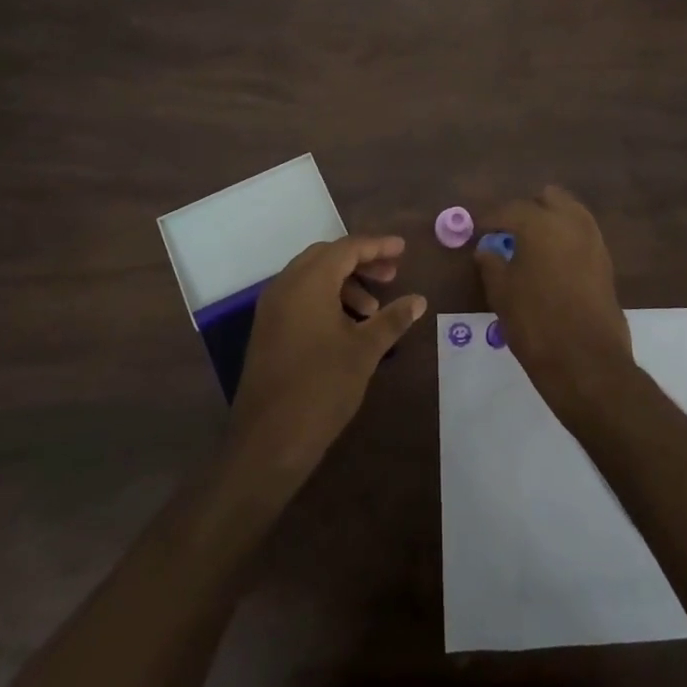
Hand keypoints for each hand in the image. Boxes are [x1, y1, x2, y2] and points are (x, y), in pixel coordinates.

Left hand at [230, 234, 426, 478]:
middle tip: (391, 275)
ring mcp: (271, 308)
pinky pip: (299, 296)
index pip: (346, 248)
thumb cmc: (322, 387)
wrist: (269, 440)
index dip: (377, 246)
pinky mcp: (267, 329)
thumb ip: (392, 319)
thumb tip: (419, 300)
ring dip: (344, 283)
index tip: (403, 249)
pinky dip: (325, 298)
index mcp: (308, 283)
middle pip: (327, 257)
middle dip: (361, 261)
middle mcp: (285, 285)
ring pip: (311, 277)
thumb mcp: (364, 351)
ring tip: (372, 310)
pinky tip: (347, 326)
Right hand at [476, 187, 635, 421]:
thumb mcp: (501, 293)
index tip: (477, 230)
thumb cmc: (535, 323)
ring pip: (571, 213)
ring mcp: (594, 241)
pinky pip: (582, 236)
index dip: (490, 219)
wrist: (586, 362)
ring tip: (530, 247)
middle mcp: (571, 222)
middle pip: (548, 198)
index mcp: (540, 223)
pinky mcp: (606, 262)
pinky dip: (566, 240)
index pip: (510, 209)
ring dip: (550, 222)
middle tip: (508, 233)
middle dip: (527, 210)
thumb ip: (491, 264)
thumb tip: (487, 249)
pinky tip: (551, 263)